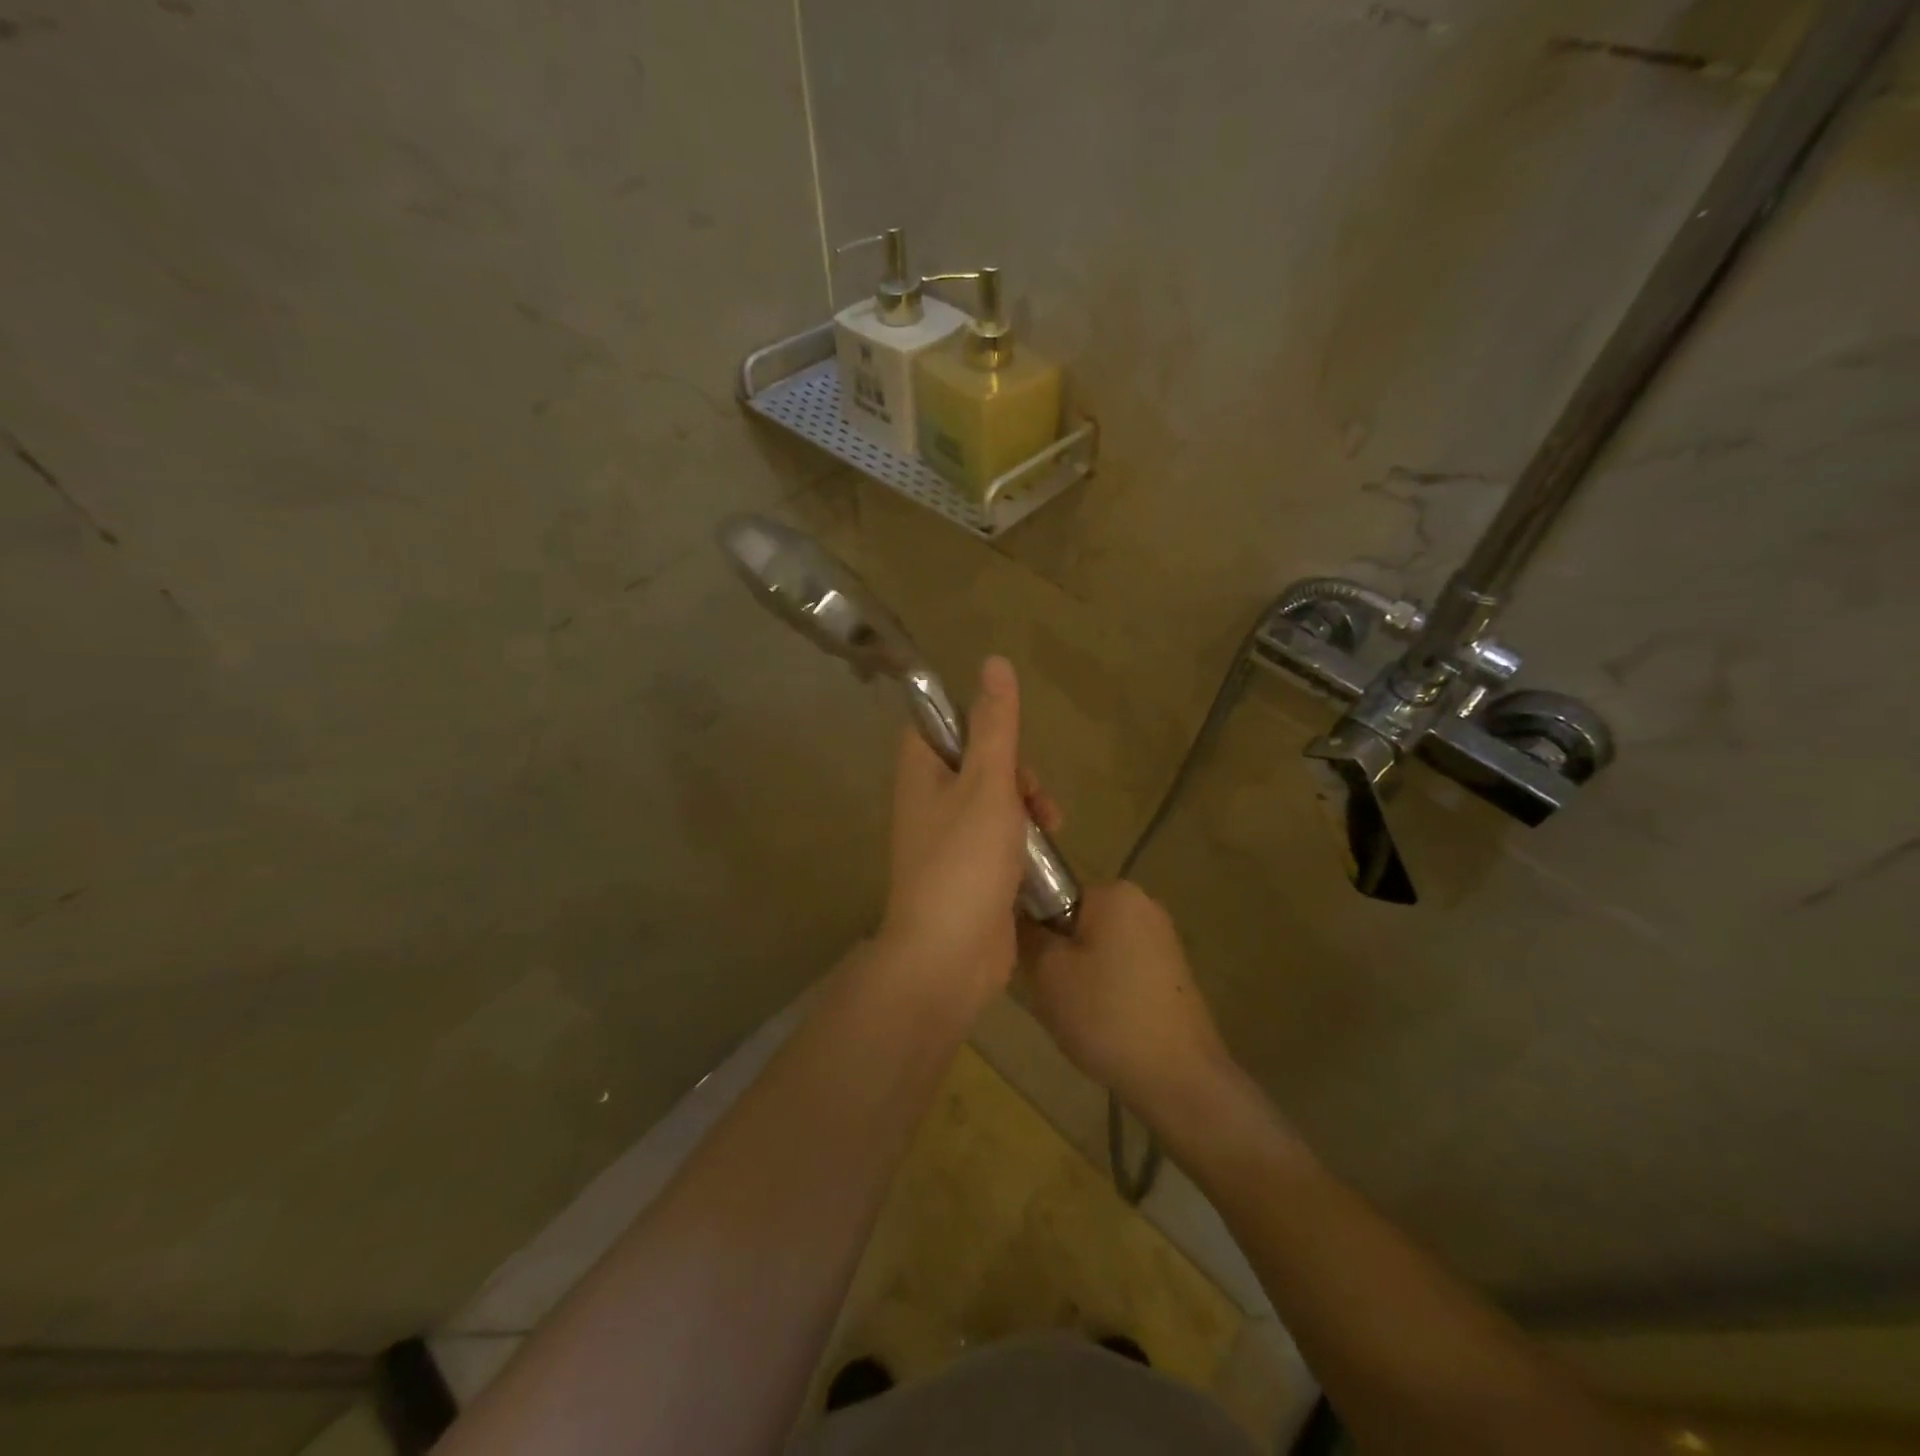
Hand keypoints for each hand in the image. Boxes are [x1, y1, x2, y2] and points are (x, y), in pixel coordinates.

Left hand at [880, 656, 1059, 1008]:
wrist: (949, 956)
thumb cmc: (965, 861)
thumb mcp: (987, 783)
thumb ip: (995, 724)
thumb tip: (994, 660)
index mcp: (921, 772)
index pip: (940, 723)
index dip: (977, 721)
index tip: (1010, 737)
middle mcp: (929, 801)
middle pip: (976, 762)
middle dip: (1016, 772)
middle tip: (1035, 796)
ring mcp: (949, 840)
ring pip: (994, 802)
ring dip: (1027, 807)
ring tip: (1053, 826)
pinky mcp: (970, 872)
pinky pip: (1000, 839)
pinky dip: (1024, 840)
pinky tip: (1047, 854)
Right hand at [1021, 881, 1235, 1121]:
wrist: (1179, 1079)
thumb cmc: (1106, 1015)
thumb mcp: (1046, 971)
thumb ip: (1027, 931)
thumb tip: (1018, 911)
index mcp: (1114, 892)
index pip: (1052, 892)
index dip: (1033, 926)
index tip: (1030, 963)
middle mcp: (1142, 903)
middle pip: (1074, 920)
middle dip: (1056, 953)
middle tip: (1048, 992)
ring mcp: (1161, 938)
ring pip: (1095, 946)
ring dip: (1077, 973)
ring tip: (1075, 1012)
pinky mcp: (1170, 971)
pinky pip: (1118, 967)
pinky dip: (1103, 988)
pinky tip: (1101, 1022)